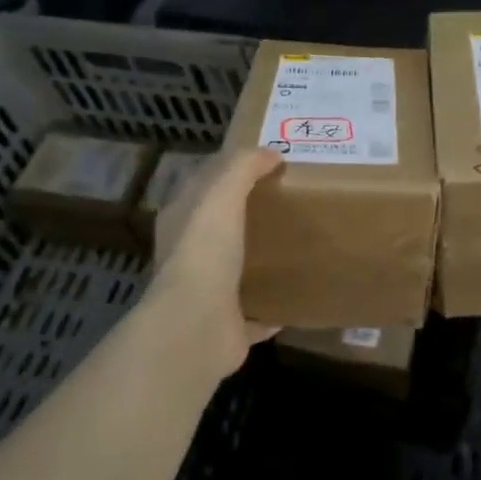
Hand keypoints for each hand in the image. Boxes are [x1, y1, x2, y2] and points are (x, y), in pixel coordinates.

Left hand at [151, 146, 283, 373]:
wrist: (197, 326)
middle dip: (247, 215)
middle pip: (220, 228)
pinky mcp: (230, 325)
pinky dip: (274, 306)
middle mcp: (190, 256)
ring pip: (237, 269)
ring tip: (298, 243)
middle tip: (290, 200)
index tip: (267, 163)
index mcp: (181, 221)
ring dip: (260, 260)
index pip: (202, 186)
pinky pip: (257, 312)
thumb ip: (243, 167)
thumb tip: (272, 153)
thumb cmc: (205, 251)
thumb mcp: (221, 194)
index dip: (229, 171)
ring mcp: (208, 294)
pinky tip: (299, 294)